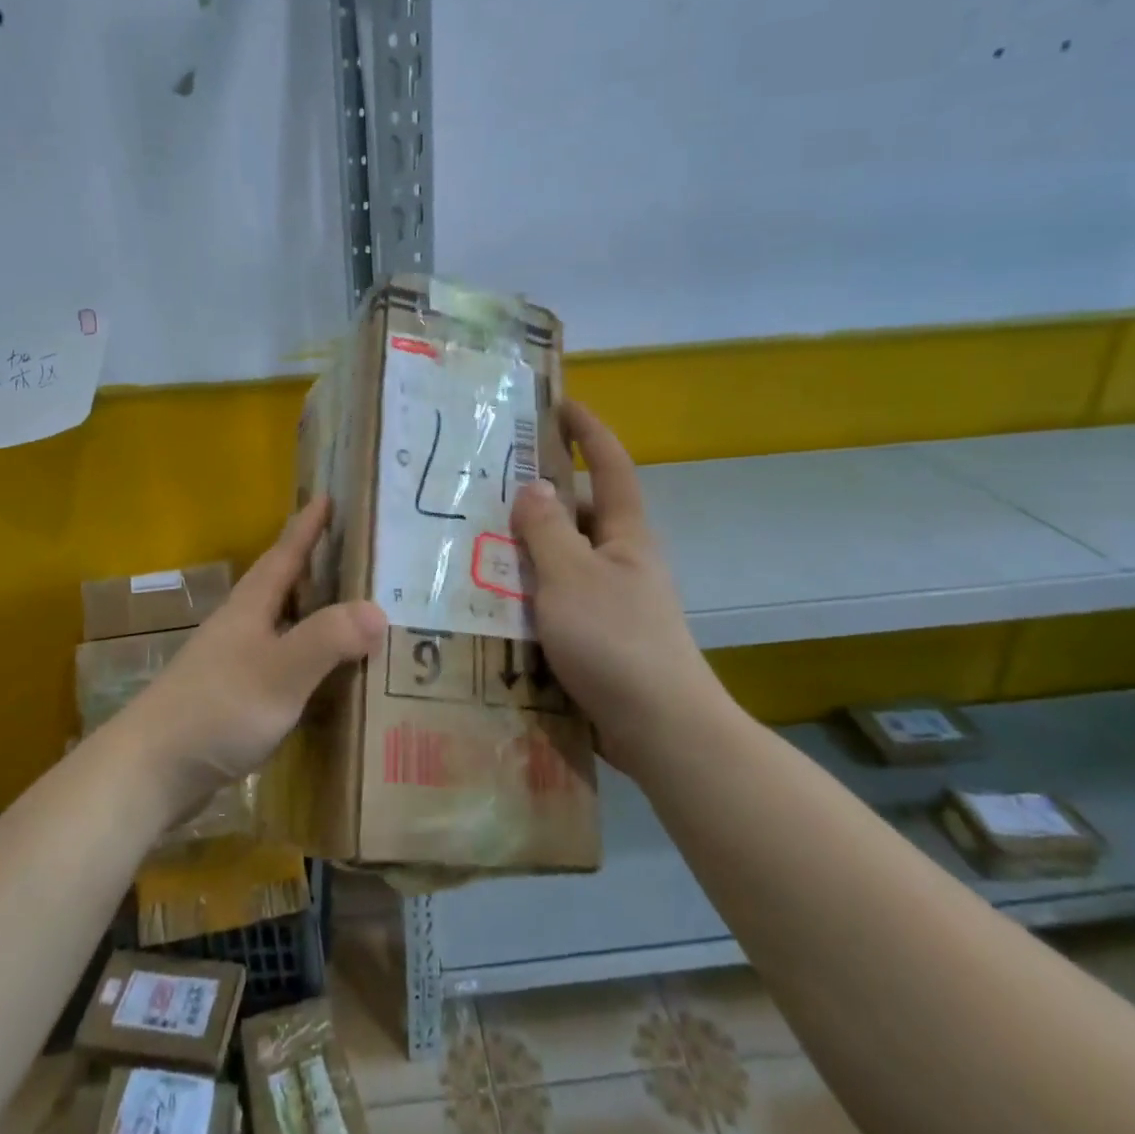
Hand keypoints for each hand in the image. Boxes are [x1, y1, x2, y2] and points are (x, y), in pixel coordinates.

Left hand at [123, 495, 386, 810]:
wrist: (152, 769)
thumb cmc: (218, 708)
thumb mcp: (281, 671)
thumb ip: (328, 638)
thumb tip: (379, 610)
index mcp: (251, 606)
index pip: (285, 554)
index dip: (306, 526)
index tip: (326, 496)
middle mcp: (241, 625)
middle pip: (283, 584)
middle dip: (315, 566)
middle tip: (355, 554)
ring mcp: (234, 661)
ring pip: (282, 623)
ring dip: (314, 613)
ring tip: (351, 610)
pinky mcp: (234, 696)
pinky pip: (281, 661)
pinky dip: (307, 657)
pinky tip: (325, 674)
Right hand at [511, 400, 725, 775]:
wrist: (661, 729)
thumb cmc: (616, 640)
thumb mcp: (572, 576)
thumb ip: (547, 529)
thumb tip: (533, 487)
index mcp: (625, 534)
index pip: (609, 465)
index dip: (587, 430)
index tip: (559, 404)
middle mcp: (621, 559)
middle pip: (578, 512)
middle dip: (538, 495)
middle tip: (484, 486)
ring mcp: (610, 599)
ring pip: (562, 558)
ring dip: (526, 548)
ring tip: (473, 542)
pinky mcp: (597, 636)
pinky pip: (556, 598)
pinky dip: (529, 591)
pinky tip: (492, 600)